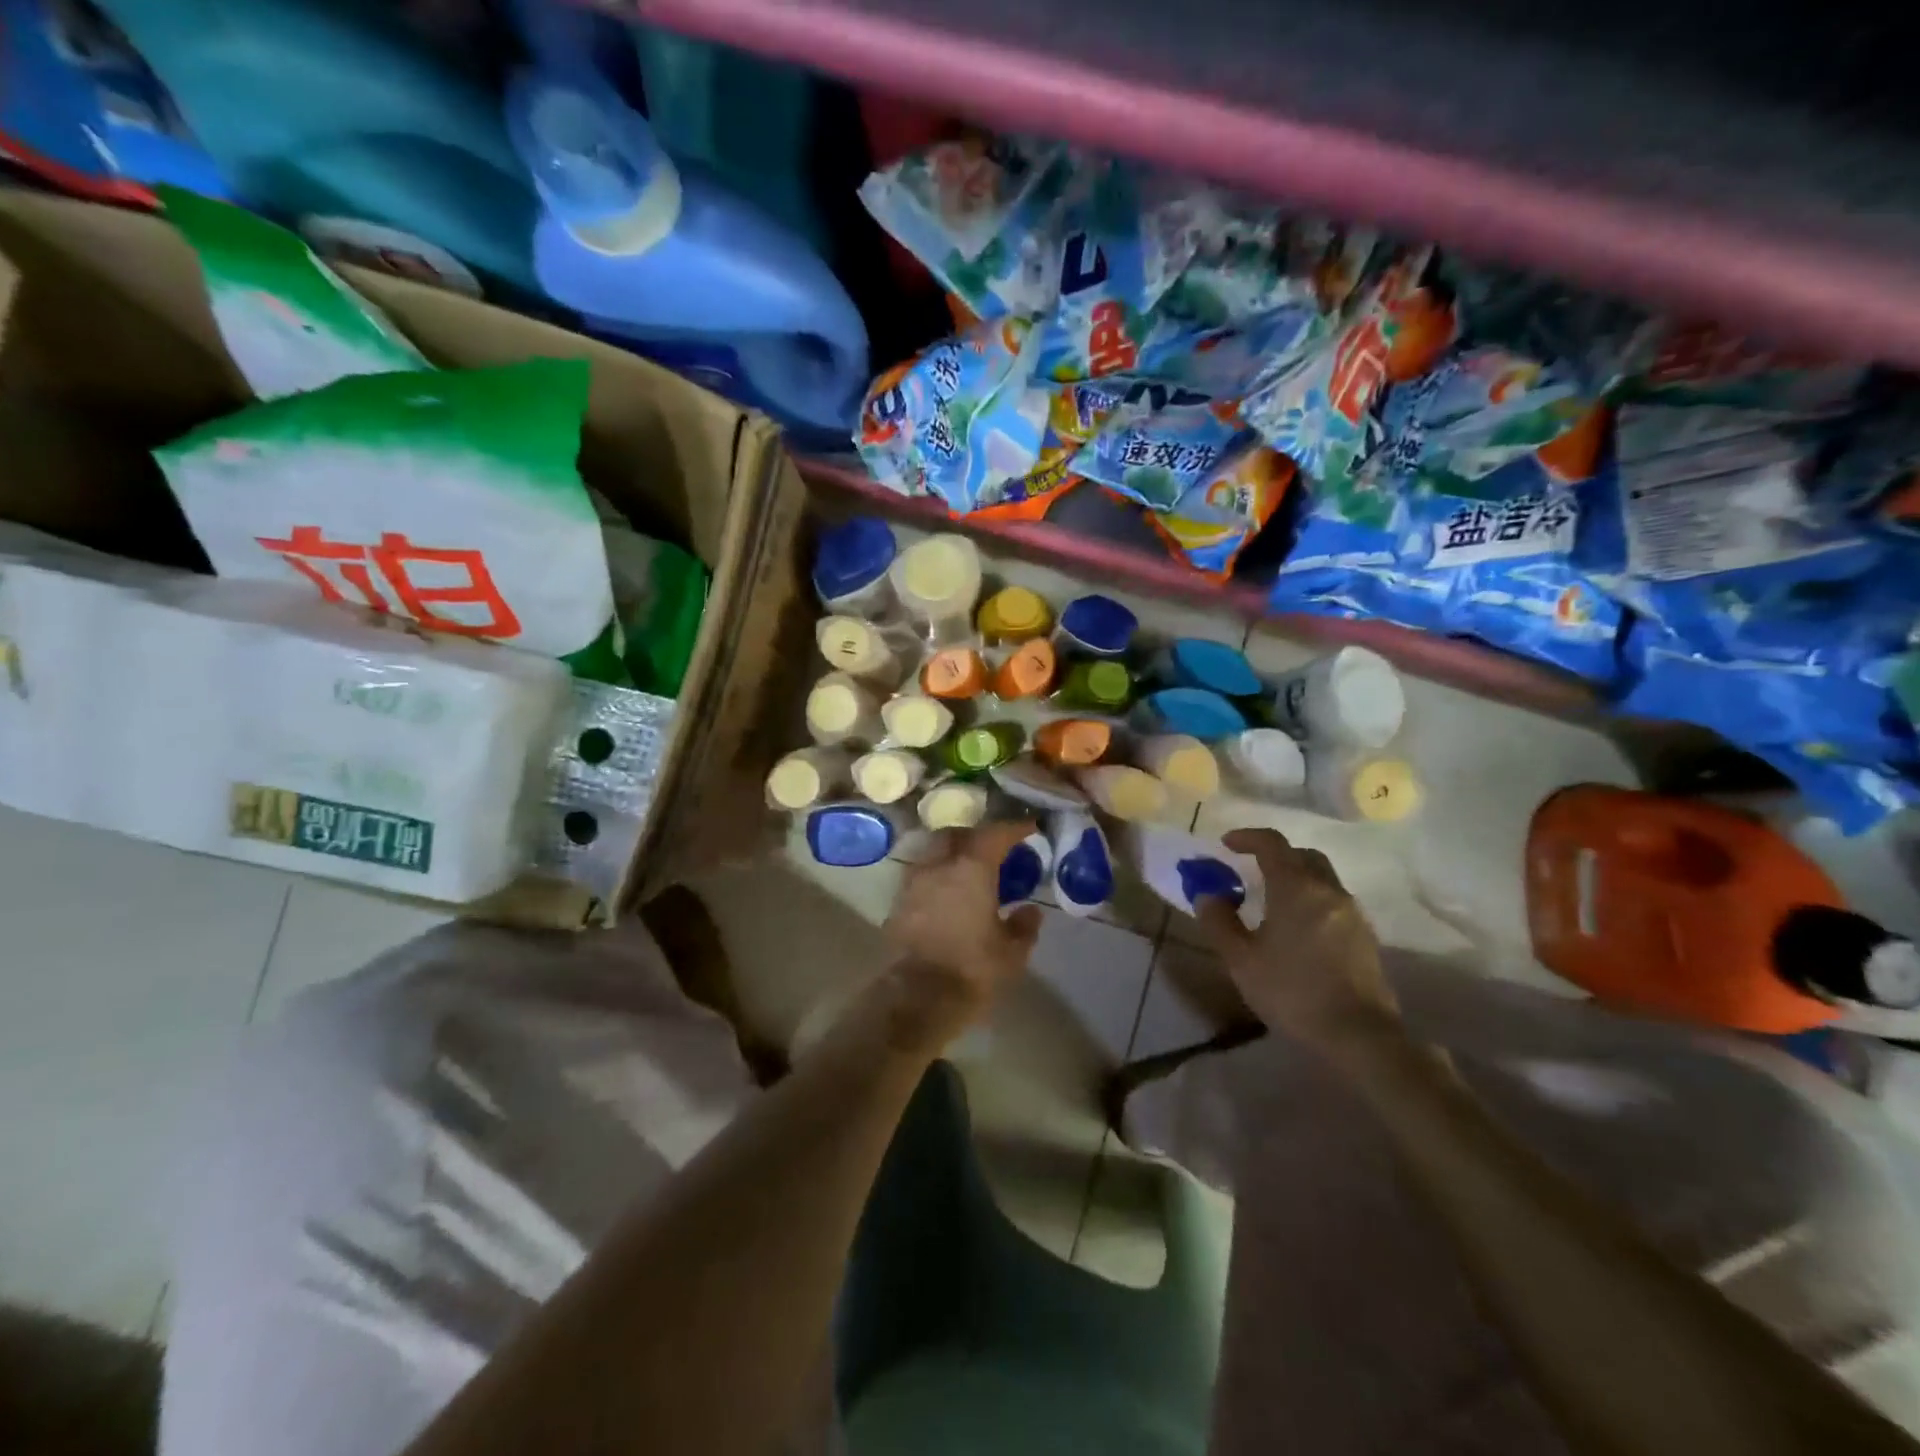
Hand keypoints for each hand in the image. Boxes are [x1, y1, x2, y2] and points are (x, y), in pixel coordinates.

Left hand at [880, 820, 1042, 1051]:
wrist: (917, 996)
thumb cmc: (972, 969)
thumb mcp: (1012, 952)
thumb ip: (1024, 926)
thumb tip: (1030, 910)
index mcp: (971, 869)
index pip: (995, 834)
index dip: (1014, 828)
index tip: (1029, 828)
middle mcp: (939, 865)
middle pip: (956, 834)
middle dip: (976, 835)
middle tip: (994, 848)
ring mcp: (914, 881)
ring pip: (934, 852)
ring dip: (952, 853)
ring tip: (969, 870)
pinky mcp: (899, 902)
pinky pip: (922, 874)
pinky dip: (938, 875)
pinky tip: (949, 893)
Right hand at [1193, 828, 1397, 1045]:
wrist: (1360, 1036)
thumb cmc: (1292, 992)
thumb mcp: (1241, 960)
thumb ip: (1219, 922)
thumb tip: (1209, 895)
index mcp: (1296, 888)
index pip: (1272, 844)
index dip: (1247, 837)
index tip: (1226, 844)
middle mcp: (1328, 891)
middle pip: (1302, 855)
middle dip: (1275, 855)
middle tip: (1250, 869)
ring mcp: (1352, 913)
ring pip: (1322, 879)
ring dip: (1295, 879)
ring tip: (1271, 903)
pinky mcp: (1365, 937)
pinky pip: (1333, 903)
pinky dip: (1311, 901)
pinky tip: (1297, 930)